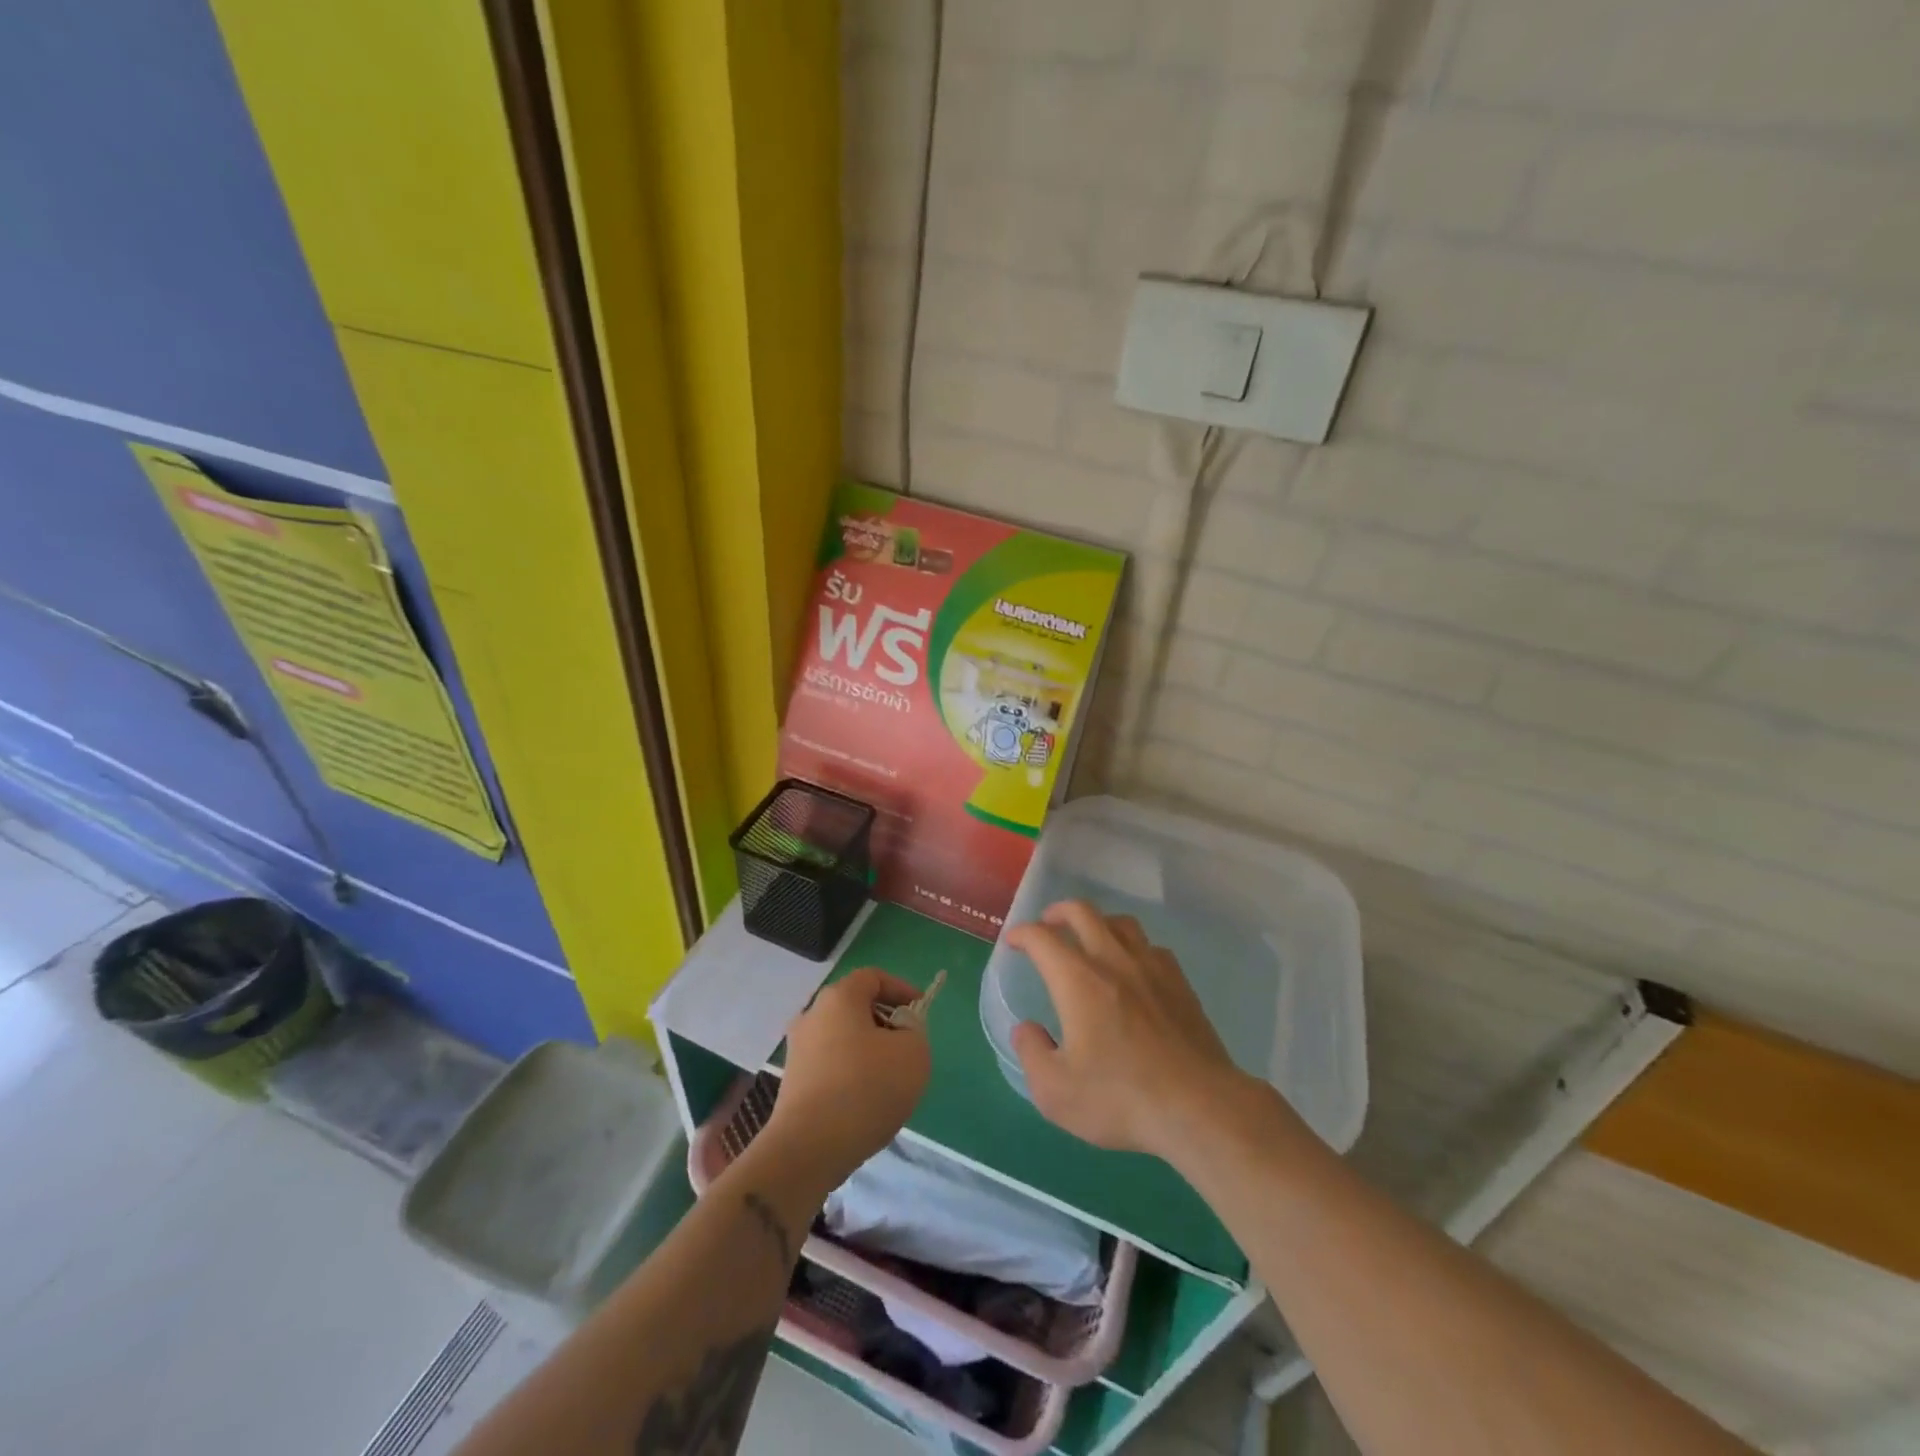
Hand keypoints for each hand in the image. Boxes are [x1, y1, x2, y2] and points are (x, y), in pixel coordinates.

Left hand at [767, 968, 931, 1190]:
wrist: (808, 1149)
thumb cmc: (865, 1089)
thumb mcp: (913, 1054)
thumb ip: (914, 1032)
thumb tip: (900, 1034)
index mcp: (839, 998)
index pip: (873, 977)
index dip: (901, 989)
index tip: (920, 1012)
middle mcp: (812, 1015)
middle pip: (856, 1007)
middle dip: (886, 1022)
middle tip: (908, 1047)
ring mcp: (797, 1050)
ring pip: (843, 1038)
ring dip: (869, 1050)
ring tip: (890, 1080)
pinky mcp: (793, 1082)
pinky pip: (831, 1065)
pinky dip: (851, 1073)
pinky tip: (865, 1102)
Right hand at [1006, 901, 1250, 1159]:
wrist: (1199, 1108)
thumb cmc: (1121, 1099)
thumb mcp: (1056, 1092)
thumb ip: (1032, 1054)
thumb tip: (1027, 1029)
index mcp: (1078, 980)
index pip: (1042, 938)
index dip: (1022, 934)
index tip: (1013, 942)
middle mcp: (1113, 961)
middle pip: (1083, 912)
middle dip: (1058, 912)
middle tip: (1048, 925)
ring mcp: (1152, 968)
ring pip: (1121, 923)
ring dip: (1098, 923)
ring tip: (1090, 939)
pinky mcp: (1180, 984)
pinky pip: (1152, 947)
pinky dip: (1133, 947)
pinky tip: (1133, 968)